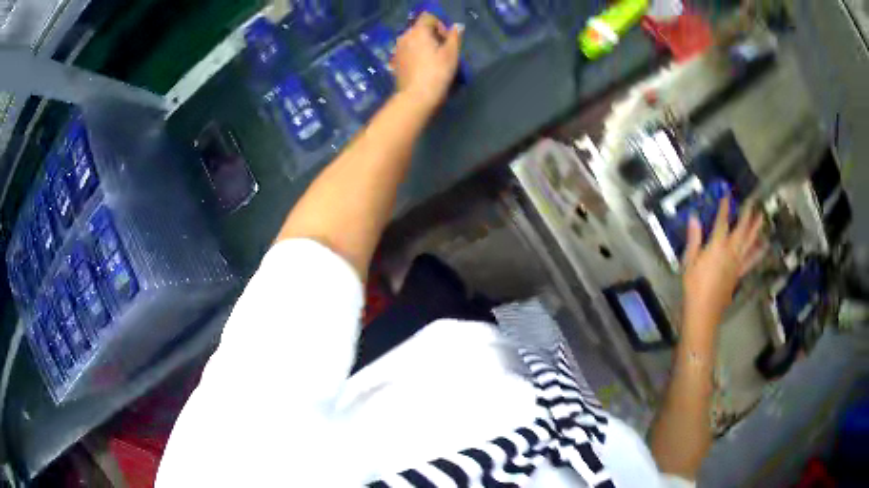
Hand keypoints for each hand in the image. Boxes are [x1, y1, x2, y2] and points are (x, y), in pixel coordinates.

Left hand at [392, 13, 462, 111]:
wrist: (416, 97)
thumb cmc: (437, 73)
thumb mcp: (451, 54)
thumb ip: (454, 37)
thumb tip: (457, 26)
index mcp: (418, 31)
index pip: (429, 18)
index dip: (440, 25)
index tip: (447, 40)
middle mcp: (404, 37)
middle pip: (420, 28)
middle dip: (432, 35)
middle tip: (443, 51)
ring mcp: (397, 50)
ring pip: (413, 40)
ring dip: (423, 45)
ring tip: (433, 60)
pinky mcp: (395, 62)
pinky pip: (407, 51)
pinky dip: (416, 54)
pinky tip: (423, 67)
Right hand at [682, 197, 765, 323]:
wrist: (704, 311)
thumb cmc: (694, 286)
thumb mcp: (689, 261)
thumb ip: (694, 239)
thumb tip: (694, 217)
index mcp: (717, 246)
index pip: (722, 221)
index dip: (725, 207)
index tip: (727, 194)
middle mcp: (731, 252)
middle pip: (742, 229)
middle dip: (747, 214)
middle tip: (752, 201)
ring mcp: (737, 263)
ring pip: (750, 242)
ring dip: (756, 229)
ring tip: (762, 217)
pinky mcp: (739, 273)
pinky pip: (751, 260)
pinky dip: (758, 252)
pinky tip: (763, 246)